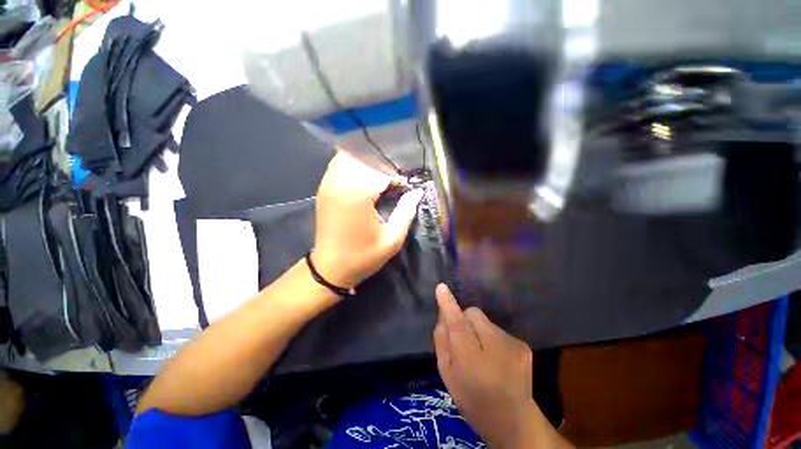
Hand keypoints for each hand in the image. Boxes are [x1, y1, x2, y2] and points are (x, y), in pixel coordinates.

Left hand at [313, 152, 422, 289]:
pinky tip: (364, 175)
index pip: (381, 170)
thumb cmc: (363, 256)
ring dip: (368, 162)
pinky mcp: (323, 187)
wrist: (330, 269)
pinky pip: (339, 164)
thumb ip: (406, 212)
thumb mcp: (392, 240)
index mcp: (357, 195)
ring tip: (381, 174)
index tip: (406, 186)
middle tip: (395, 178)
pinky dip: (353, 164)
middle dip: (383, 164)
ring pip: (350, 157)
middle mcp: (339, 183)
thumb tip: (417, 192)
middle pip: (365, 158)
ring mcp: (328, 183)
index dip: (397, 175)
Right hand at [434, 284, 569, 448]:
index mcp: (471, 362)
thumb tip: (443, 315)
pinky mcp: (523, 345)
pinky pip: (497, 329)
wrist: (513, 421)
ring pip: (485, 321)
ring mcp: (512, 346)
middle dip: (465, 320)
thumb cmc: (472, 400)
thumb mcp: (447, 374)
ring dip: (479, 330)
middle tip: (464, 341)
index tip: (441, 287)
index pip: (458, 325)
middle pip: (473, 314)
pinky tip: (496, 357)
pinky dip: (491, 337)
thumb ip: (442, 342)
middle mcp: (495, 349)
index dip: (448, 305)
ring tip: (482, 353)